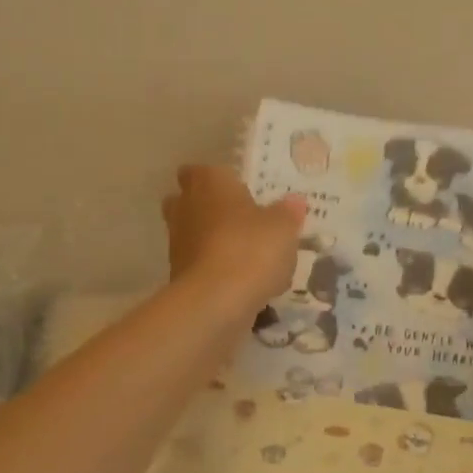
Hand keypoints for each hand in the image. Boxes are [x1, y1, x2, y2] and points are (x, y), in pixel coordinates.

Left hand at [163, 165, 305, 312]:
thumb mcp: (284, 227)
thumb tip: (294, 201)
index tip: (237, 187)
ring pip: (191, 233)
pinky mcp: (177, 276)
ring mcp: (177, 244)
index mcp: (209, 184)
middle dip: (207, 206)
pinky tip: (241, 280)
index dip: (216, 178)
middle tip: (238, 216)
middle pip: (186, 200)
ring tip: (245, 252)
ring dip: (211, 239)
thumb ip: (287, 212)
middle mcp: (186, 208)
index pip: (200, 170)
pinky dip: (214, 268)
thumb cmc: (251, 248)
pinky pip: (198, 264)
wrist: (215, 302)